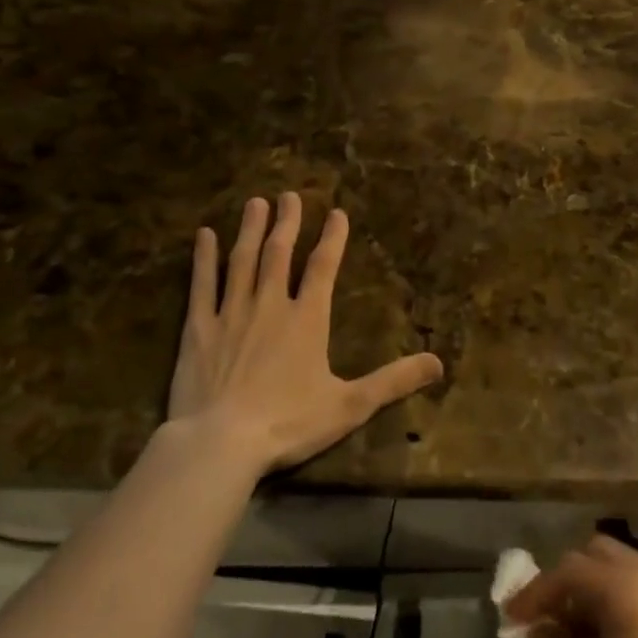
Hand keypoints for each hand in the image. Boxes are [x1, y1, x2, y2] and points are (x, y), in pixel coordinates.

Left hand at [167, 193, 443, 475]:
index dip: (332, 238)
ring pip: (242, 261)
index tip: (336, 212)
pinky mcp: (198, 329)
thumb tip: (439, 364)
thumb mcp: (350, 405)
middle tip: (290, 195)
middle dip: (287, 222)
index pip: (323, 267)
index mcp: (307, 319)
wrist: (220, 442)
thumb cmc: (288, 423)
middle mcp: (270, 305)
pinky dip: (203, 258)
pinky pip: (201, 285)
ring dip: (250, 230)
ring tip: (256, 202)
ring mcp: (231, 313)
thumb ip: (393, 381)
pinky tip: (204, 235)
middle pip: (279, 254)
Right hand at [507, 535, 637, 637]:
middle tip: (545, 622)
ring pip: (620, 566)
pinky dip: (618, 598)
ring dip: (591, 590)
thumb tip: (536, 635)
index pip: (566, 572)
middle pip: (594, 555)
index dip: (534, 593)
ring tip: (575, 637)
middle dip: (564, 583)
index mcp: (626, 592)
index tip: (510, 617)